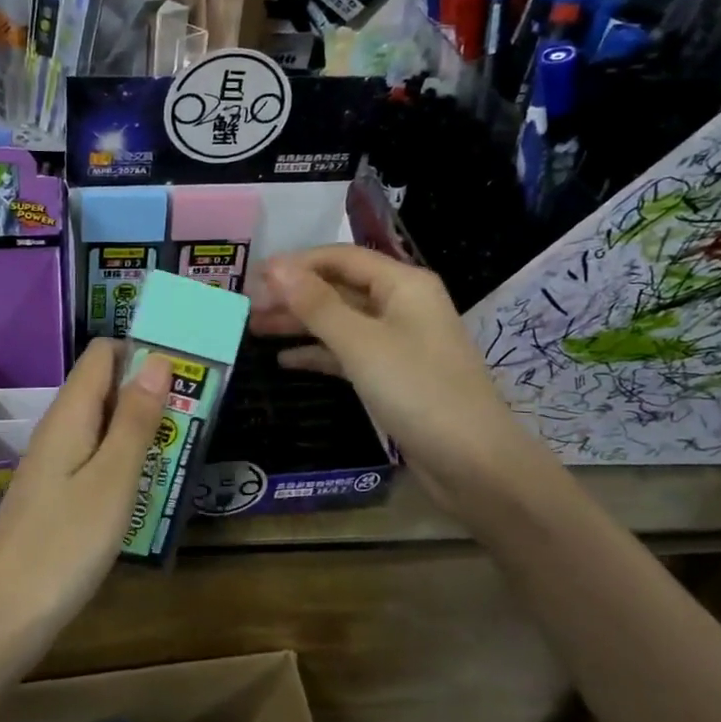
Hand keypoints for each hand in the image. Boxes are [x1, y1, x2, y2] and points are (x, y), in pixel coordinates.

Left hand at [0, 338, 171, 625]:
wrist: (3, 615)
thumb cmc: (65, 543)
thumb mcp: (113, 479)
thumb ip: (135, 419)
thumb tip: (157, 359)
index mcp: (70, 414)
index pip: (103, 353)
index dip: (142, 350)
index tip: (186, 371)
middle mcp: (59, 428)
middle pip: (104, 385)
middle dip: (149, 389)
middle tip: (195, 415)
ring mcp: (55, 462)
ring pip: (103, 423)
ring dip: (141, 425)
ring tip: (181, 446)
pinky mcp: (57, 493)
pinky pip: (95, 455)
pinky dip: (125, 457)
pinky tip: (148, 483)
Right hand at [249, 246, 547, 516]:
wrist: (473, 463)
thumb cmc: (418, 391)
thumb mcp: (361, 343)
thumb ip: (317, 304)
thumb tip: (275, 267)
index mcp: (403, 284)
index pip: (340, 258)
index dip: (296, 264)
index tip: (253, 277)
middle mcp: (402, 305)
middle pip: (339, 288)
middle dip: (294, 295)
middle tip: (247, 307)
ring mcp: (398, 342)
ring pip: (340, 322)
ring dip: (300, 324)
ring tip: (255, 329)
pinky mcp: (393, 375)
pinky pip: (348, 353)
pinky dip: (318, 354)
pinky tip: (284, 361)